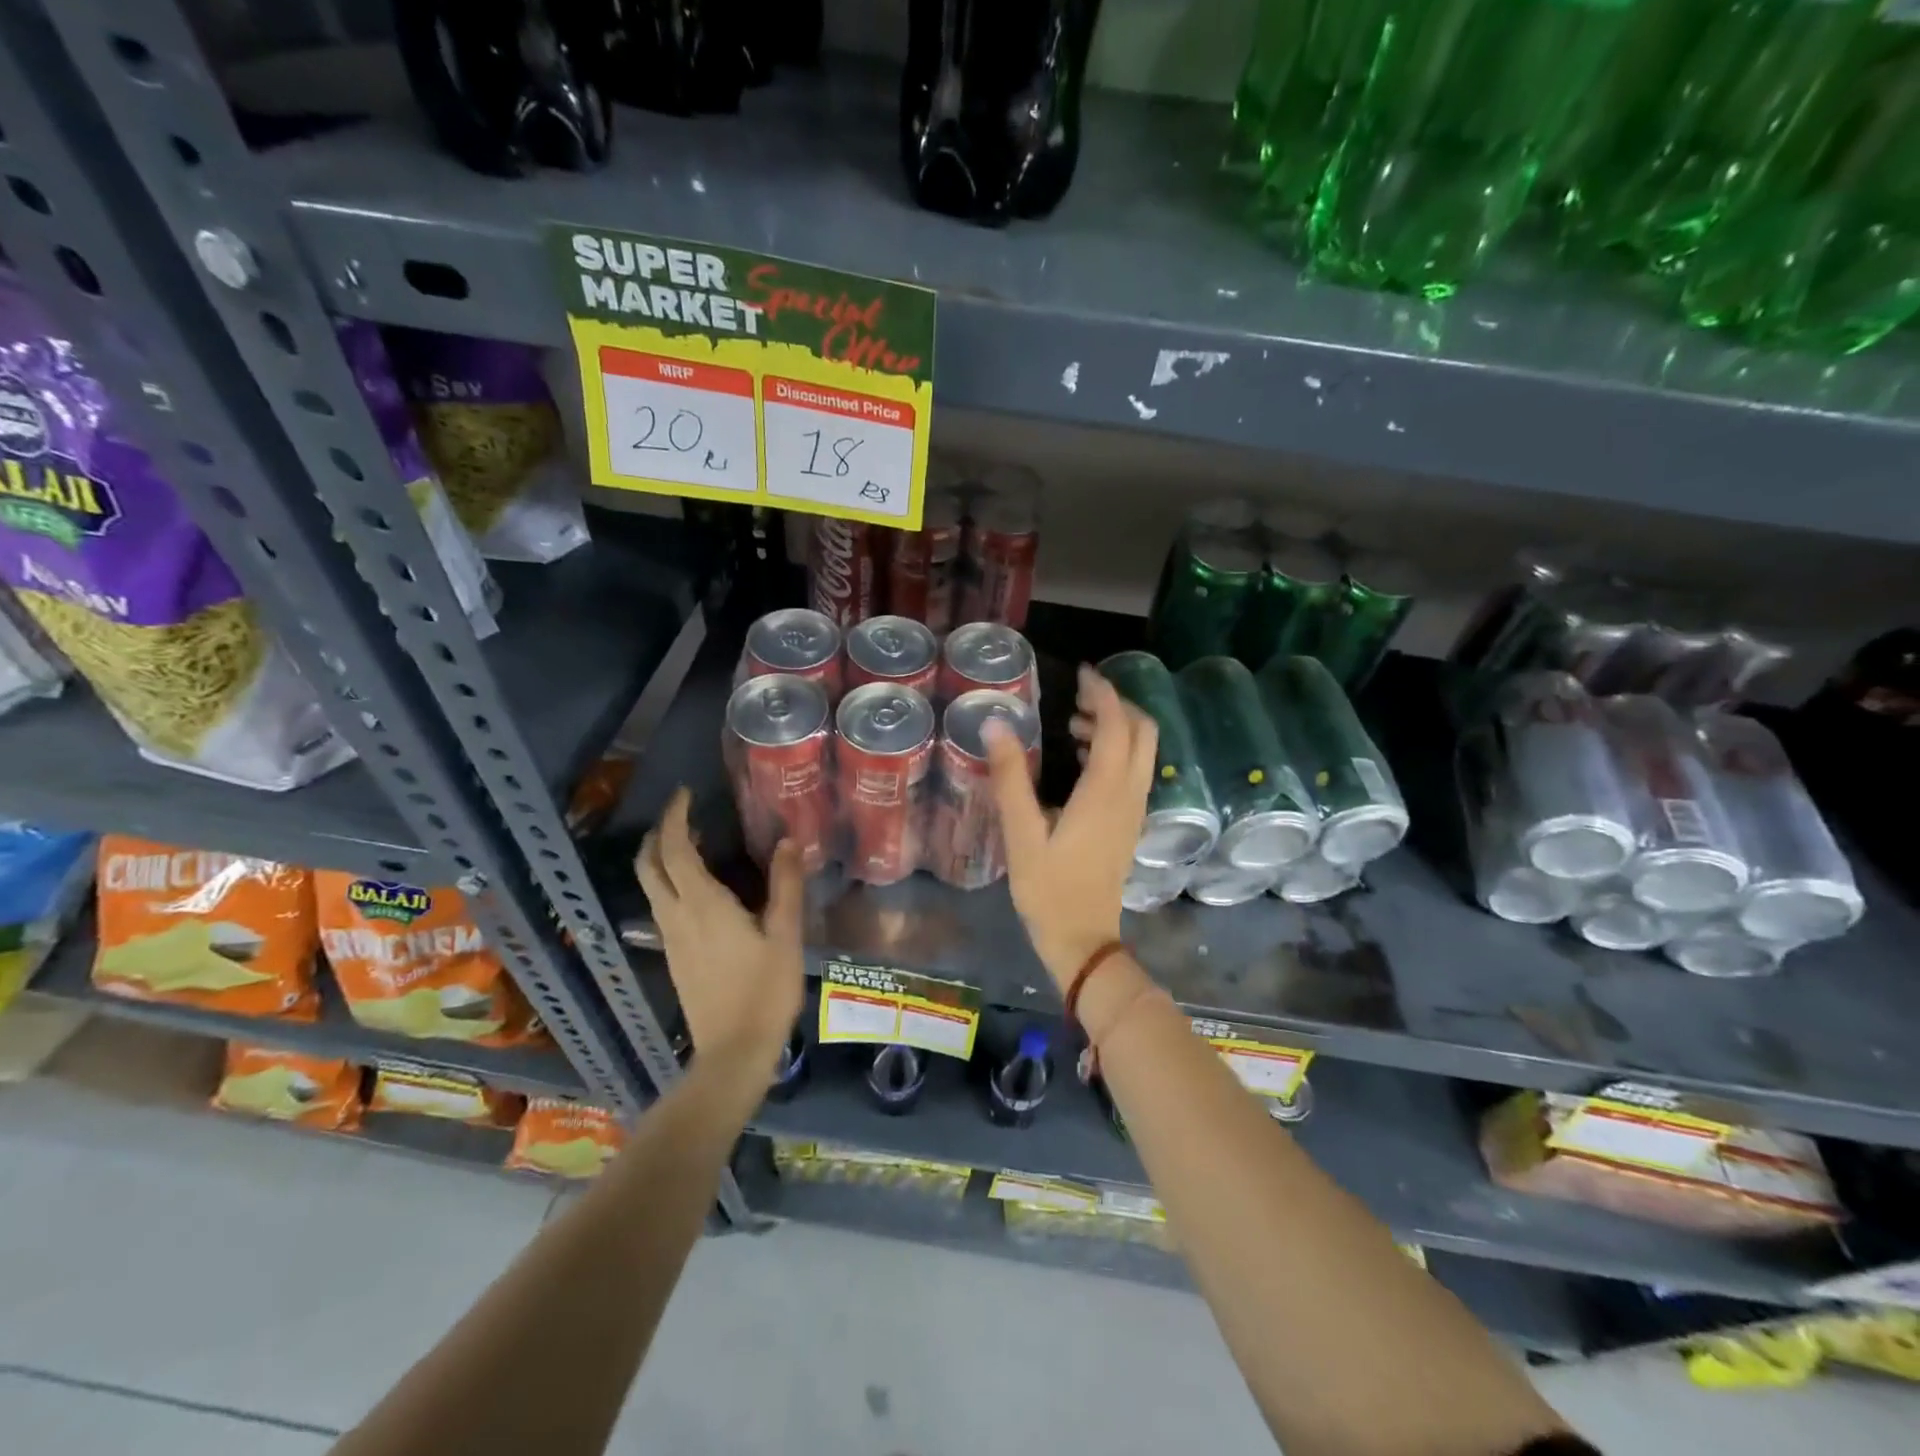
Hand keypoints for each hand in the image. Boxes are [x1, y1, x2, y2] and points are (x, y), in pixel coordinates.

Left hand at [635, 788, 803, 1074]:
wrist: (734, 1052)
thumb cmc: (764, 991)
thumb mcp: (785, 935)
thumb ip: (785, 886)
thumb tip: (787, 841)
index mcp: (702, 905)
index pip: (675, 849)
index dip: (675, 818)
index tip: (685, 795)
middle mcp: (676, 916)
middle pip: (649, 865)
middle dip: (658, 834)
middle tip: (683, 815)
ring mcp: (670, 938)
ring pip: (651, 886)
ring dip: (662, 857)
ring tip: (695, 843)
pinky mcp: (674, 956)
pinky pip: (662, 905)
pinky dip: (670, 882)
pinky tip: (700, 888)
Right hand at [984, 664, 1156, 986]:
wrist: (1083, 940)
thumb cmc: (1048, 889)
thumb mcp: (1021, 833)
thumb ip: (1010, 777)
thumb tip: (996, 725)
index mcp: (1105, 791)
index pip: (1116, 725)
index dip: (1102, 693)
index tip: (1081, 673)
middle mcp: (1129, 795)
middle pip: (1143, 732)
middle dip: (1116, 705)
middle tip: (1078, 697)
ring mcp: (1134, 811)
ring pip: (1142, 752)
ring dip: (1116, 728)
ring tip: (1073, 725)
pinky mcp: (1129, 824)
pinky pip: (1134, 772)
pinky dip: (1115, 752)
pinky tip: (1081, 762)